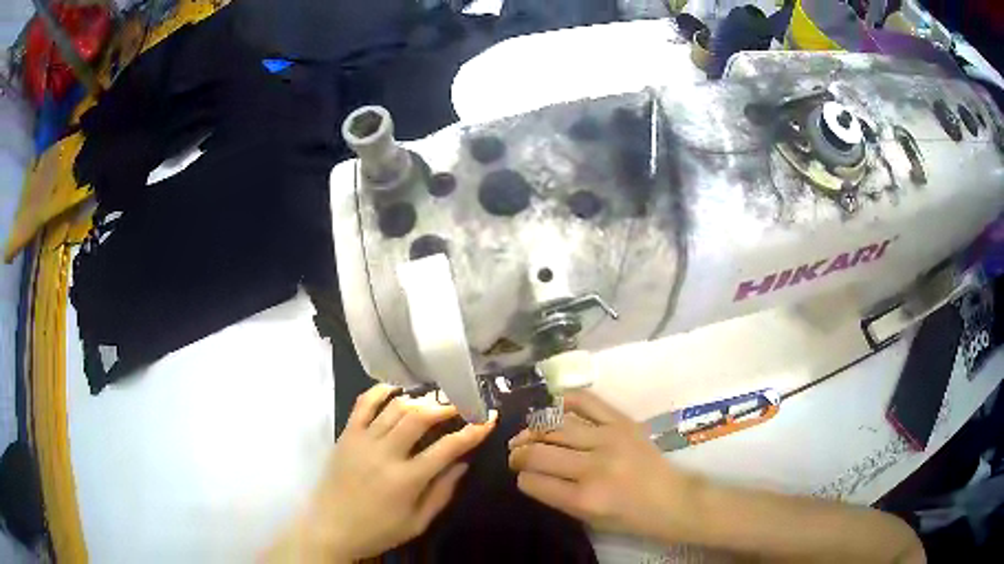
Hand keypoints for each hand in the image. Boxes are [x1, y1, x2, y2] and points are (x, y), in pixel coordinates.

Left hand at [268, 384, 496, 561]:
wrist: (330, 528)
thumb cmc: (378, 530)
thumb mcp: (417, 522)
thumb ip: (442, 493)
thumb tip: (462, 464)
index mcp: (406, 480)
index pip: (446, 448)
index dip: (471, 432)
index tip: (487, 419)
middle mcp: (385, 454)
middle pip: (419, 417)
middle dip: (445, 406)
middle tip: (460, 404)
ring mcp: (362, 440)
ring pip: (395, 407)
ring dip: (418, 400)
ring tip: (433, 401)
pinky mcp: (346, 435)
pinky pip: (363, 404)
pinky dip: (380, 391)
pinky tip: (396, 390)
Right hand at [508, 390, 701, 541]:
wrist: (672, 499)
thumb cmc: (630, 517)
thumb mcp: (589, 519)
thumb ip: (558, 497)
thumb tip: (531, 474)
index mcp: (584, 498)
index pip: (533, 481)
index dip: (521, 478)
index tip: (521, 476)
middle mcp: (593, 466)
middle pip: (539, 452)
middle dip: (518, 453)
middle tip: (515, 454)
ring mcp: (609, 438)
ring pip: (555, 426)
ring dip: (533, 429)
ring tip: (527, 434)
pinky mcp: (622, 421)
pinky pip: (585, 401)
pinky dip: (564, 402)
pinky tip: (553, 409)